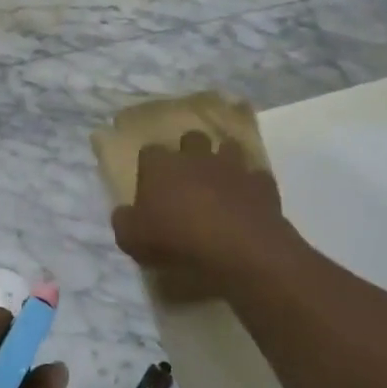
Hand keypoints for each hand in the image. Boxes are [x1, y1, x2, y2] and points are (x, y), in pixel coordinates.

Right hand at [111, 132, 301, 298]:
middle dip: (189, 152)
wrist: (239, 248)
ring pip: (227, 148)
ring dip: (223, 161)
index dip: (149, 167)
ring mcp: (232, 166)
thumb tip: (125, 213)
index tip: (150, 185)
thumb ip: (124, 221)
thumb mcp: (132, 239)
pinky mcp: (262, 183)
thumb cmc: (177, 240)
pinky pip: (256, 177)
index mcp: (161, 166)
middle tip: (186, 177)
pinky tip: (248, 202)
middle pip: (191, 138)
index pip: (149, 151)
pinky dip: (251, 186)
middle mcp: (196, 157)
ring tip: (220, 182)